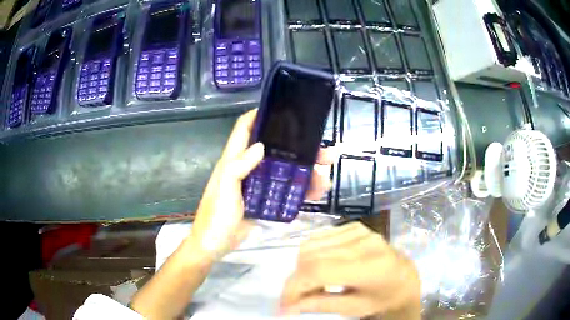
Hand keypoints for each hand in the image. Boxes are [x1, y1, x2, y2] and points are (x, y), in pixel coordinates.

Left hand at [189, 109, 334, 258]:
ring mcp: (259, 184)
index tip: (280, 108)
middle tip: (324, 150)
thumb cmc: (216, 216)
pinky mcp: (266, 200)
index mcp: (233, 160)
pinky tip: (318, 190)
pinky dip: (302, 189)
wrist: (216, 244)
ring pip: (286, 170)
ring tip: (326, 173)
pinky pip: (287, 190)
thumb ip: (238, 167)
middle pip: (276, 149)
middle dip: (299, 147)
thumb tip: (261, 146)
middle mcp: (248, 167)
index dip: (258, 115)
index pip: (244, 129)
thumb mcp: (224, 189)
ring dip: (307, 169)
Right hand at [280, 222, 420, 318]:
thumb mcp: (353, 308)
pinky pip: (320, 238)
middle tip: (299, 298)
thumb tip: (286, 307)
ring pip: (310, 244)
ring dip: (302, 267)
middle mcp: (364, 242)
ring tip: (313, 284)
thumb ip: (318, 305)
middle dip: (296, 280)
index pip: (318, 270)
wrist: (403, 279)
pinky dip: (312, 254)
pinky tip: (322, 267)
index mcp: (369, 267)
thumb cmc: (382, 299)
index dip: (294, 287)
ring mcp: (360, 231)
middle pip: (310, 256)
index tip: (285, 305)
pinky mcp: (355, 226)